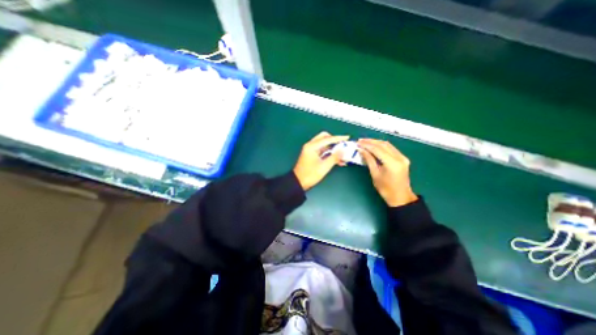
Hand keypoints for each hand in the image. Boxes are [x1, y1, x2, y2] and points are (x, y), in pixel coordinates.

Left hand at [293, 130, 349, 190]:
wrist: (298, 182)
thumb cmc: (310, 174)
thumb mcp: (324, 166)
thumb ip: (334, 157)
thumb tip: (343, 150)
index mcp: (312, 146)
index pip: (327, 139)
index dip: (338, 138)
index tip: (347, 137)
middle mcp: (310, 146)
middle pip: (324, 137)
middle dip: (334, 140)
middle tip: (342, 145)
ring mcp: (310, 150)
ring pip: (323, 144)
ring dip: (332, 147)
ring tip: (342, 153)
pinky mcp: (311, 155)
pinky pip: (322, 150)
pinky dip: (329, 153)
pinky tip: (336, 159)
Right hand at [355, 137, 415, 205]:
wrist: (400, 197)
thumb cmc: (385, 189)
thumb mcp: (375, 174)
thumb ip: (369, 160)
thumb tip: (361, 150)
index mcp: (392, 163)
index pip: (377, 149)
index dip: (367, 145)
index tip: (358, 143)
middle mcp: (399, 157)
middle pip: (383, 145)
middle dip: (371, 142)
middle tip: (360, 141)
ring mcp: (402, 157)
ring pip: (388, 145)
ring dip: (376, 142)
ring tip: (365, 142)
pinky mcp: (403, 158)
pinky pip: (391, 149)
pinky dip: (381, 146)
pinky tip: (374, 146)